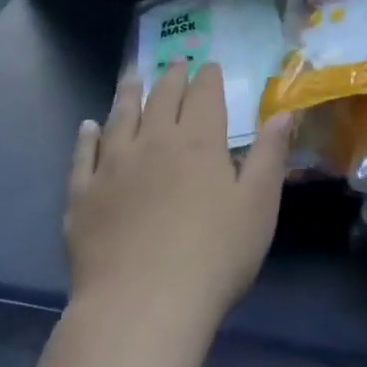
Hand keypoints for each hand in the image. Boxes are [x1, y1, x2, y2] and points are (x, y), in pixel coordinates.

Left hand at [65, 62, 292, 334]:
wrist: (142, 305)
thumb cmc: (215, 256)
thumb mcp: (259, 205)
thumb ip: (270, 154)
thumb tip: (283, 112)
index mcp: (199, 142)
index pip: (204, 95)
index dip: (207, 77)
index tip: (209, 65)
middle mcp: (153, 142)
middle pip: (162, 98)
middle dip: (171, 76)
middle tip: (175, 61)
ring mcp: (112, 167)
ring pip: (120, 117)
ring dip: (128, 93)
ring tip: (132, 75)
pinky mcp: (83, 196)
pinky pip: (83, 156)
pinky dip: (86, 137)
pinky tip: (88, 126)